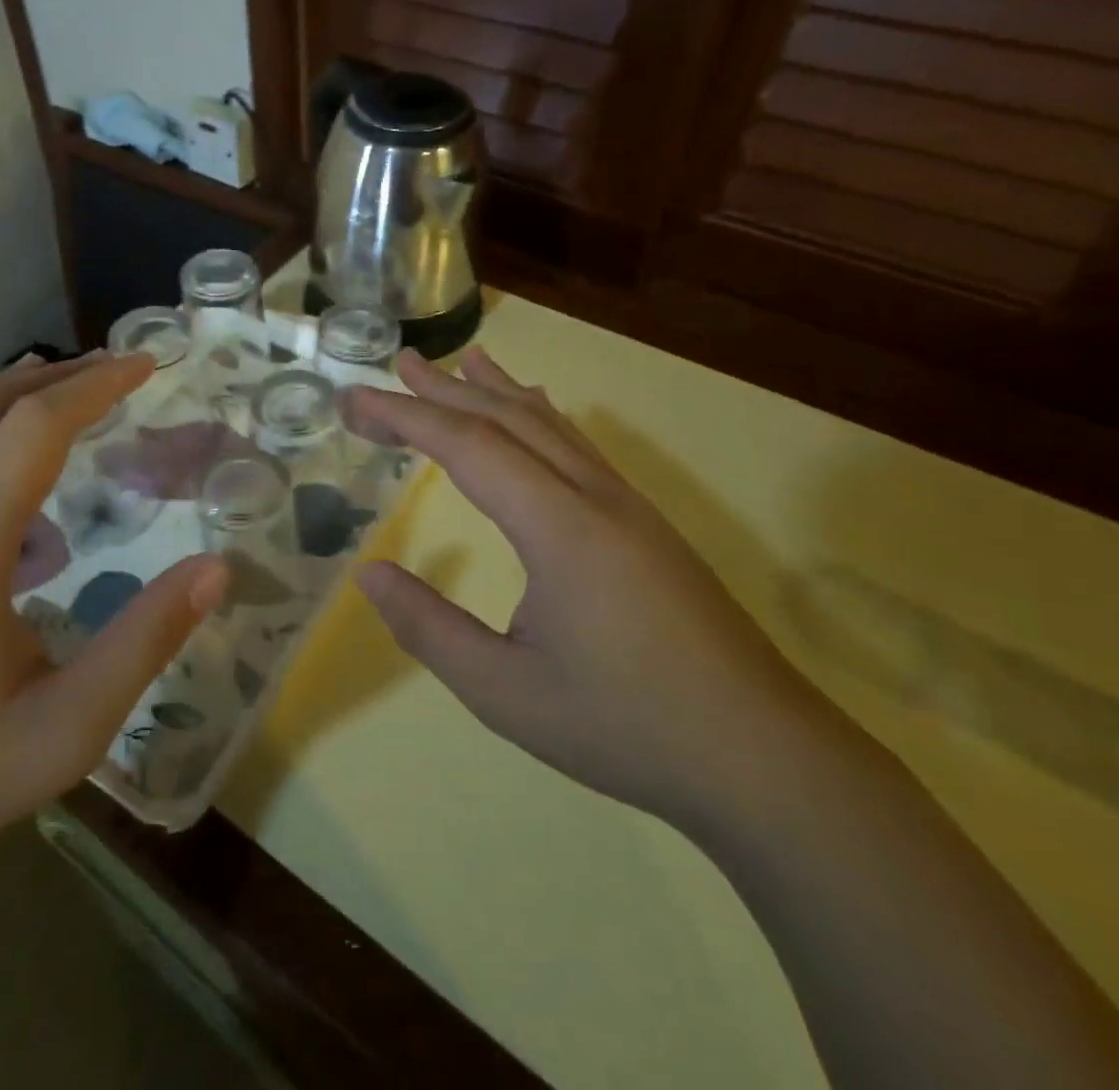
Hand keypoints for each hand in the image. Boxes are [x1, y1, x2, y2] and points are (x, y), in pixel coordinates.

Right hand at [343, 348, 819, 826]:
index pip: (467, 446)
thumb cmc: (625, 726)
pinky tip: (537, 413)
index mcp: (558, 527)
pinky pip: (579, 447)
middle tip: (398, 364)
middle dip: (445, 390)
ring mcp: (627, 506)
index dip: (406, 416)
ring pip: (551, 425)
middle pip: (508, 420)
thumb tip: (369, 574)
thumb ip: (429, 627)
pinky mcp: (646, 524)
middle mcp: (593, 497)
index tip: (355, 401)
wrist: (762, 757)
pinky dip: (541, 416)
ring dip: (498, 391)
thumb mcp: (504, 691)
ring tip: (462, 362)